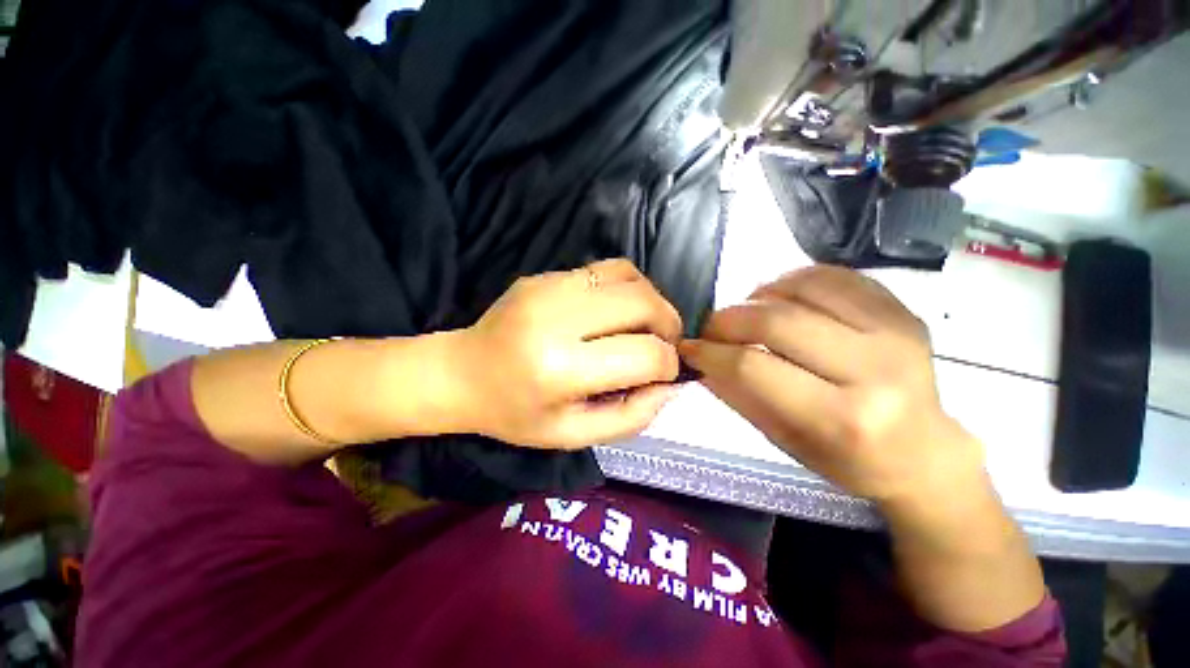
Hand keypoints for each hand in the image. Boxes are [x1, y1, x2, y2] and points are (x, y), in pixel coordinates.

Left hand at [454, 259, 682, 448]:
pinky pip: (605, 269)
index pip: (644, 355)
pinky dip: (626, 288)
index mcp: (561, 369)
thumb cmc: (514, 413)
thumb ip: (629, 417)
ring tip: (646, 324)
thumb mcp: (572, 435)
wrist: (461, 373)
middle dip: (669, 324)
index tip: (664, 373)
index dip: (668, 364)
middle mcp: (557, 319)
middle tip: (666, 344)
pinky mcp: (544, 276)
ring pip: (629, 277)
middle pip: (643, 303)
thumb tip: (668, 385)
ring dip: (652, 301)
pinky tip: (617, 310)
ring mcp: (549, 288)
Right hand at [679, 265, 984, 506]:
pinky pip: (835, 276)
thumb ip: (737, 395)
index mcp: (842, 417)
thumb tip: (700, 358)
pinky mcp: (902, 310)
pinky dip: (794, 280)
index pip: (753, 367)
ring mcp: (895, 331)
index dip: (711, 352)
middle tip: (710, 328)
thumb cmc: (847, 459)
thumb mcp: (782, 440)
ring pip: (803, 288)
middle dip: (727, 320)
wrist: (923, 452)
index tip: (690, 346)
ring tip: (745, 312)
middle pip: (776, 321)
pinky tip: (779, 297)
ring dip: (757, 296)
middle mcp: (874, 369)